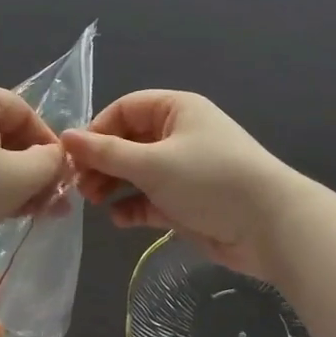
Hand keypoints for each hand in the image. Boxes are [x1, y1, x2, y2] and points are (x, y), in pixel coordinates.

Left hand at [0, 84, 66, 256]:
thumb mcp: (16, 177)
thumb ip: (47, 164)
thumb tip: (56, 159)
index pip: (25, 112)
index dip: (49, 144)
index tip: (62, 177)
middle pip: (6, 135)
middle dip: (33, 170)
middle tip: (52, 203)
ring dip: (13, 183)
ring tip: (31, 214)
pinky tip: (1, 214)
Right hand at [63, 91, 297, 279]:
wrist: (270, 227)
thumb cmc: (209, 179)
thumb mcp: (152, 163)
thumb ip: (106, 152)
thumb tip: (65, 136)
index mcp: (176, 110)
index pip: (125, 109)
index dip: (98, 129)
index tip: (75, 156)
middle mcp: (179, 135)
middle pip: (128, 141)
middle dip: (102, 161)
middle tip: (79, 185)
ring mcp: (184, 170)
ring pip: (137, 172)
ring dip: (114, 185)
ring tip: (94, 203)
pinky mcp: (187, 202)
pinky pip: (151, 199)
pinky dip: (134, 206)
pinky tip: (120, 220)